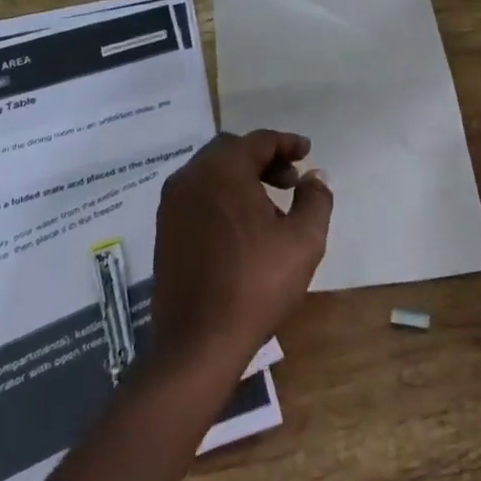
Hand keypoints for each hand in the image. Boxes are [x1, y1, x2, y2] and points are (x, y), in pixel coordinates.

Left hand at [150, 130, 332, 372]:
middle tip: (290, 180)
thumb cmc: (256, 284)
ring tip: (270, 205)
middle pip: (231, 151)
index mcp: (223, 170)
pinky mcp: (164, 229)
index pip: (259, 141)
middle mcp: (191, 176)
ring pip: (211, 173)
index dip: (287, 143)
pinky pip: (197, 195)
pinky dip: (221, 196)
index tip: (307, 153)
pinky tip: (242, 226)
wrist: (198, 340)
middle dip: (264, 159)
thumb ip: (315, 199)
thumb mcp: (303, 240)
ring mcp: (172, 203)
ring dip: (241, 178)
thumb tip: (316, 176)